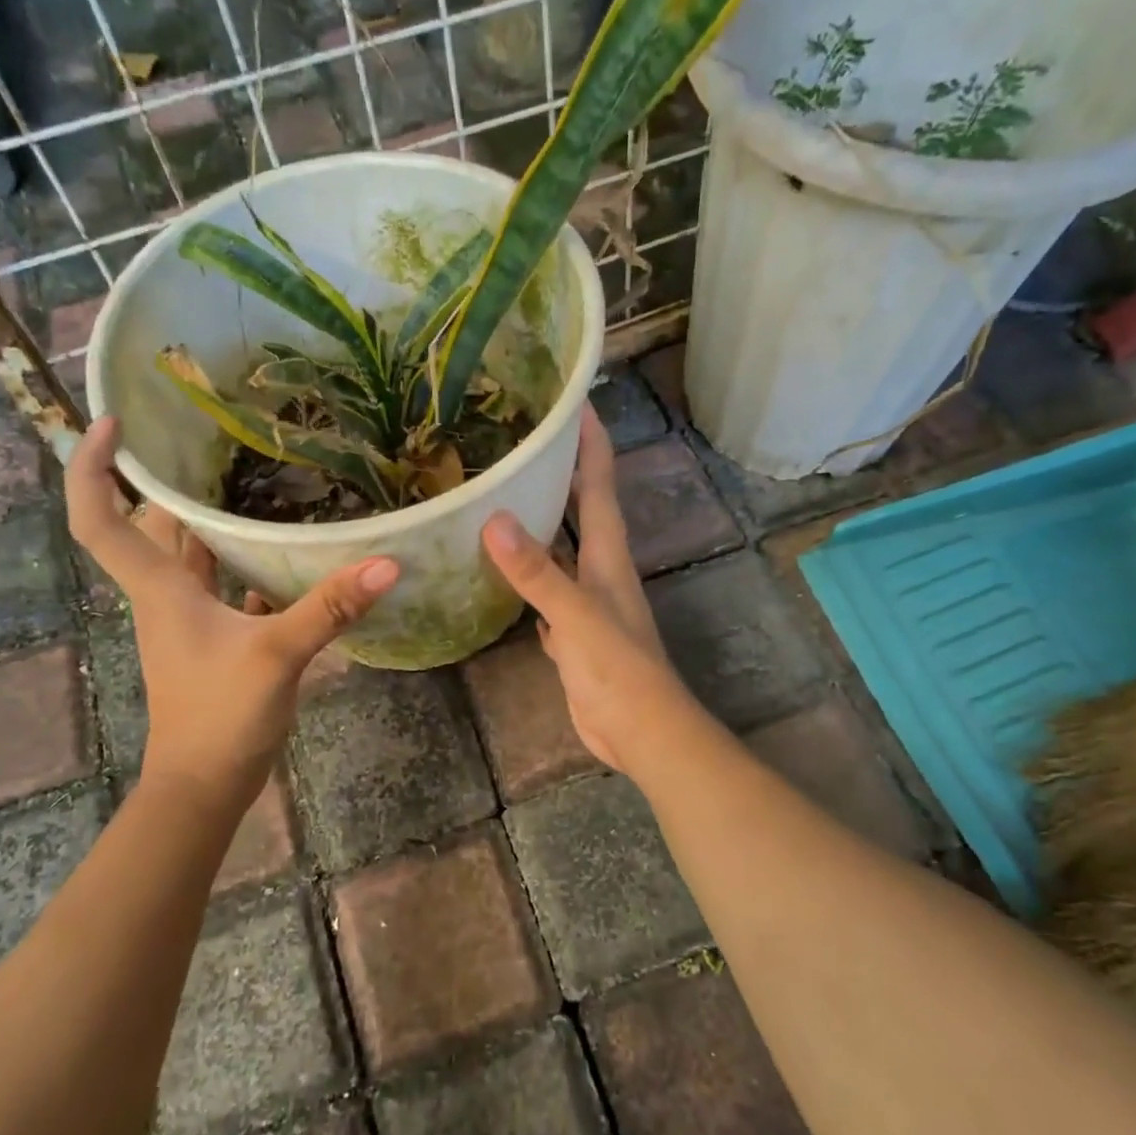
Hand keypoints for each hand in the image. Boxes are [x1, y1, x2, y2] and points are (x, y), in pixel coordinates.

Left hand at [68, 417, 397, 805]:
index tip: (115, 424)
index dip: (93, 468)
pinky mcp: (217, 641)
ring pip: (191, 557)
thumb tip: (387, 563)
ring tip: (251, 479)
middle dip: (168, 483)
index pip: (101, 519)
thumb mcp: (277, 655)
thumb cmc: (219, 716)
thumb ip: (329, 608)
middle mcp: (167, 596)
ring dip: (209, 522)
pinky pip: (224, 587)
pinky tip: (284, 552)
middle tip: (209, 440)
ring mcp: (190, 621)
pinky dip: (244, 565)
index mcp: (160, 589)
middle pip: (152, 527)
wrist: (205, 785)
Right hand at [480, 407, 692, 773]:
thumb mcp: (577, 616)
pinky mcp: (572, 636)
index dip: (590, 444)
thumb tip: (494, 520)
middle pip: (580, 512)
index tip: (572, 402)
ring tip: (503, 497)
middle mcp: (599, 572)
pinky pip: (546, 594)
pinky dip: (528, 578)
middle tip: (522, 443)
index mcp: (608, 557)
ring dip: (540, 526)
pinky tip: (503, 573)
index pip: (599, 486)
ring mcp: (586, 605)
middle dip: (560, 475)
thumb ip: (538, 572)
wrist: (641, 732)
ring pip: (560, 552)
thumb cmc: (618, 670)